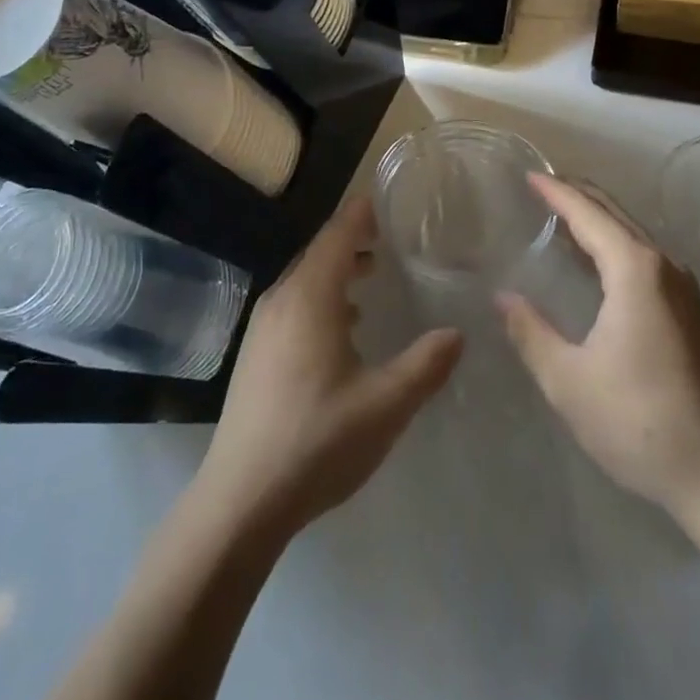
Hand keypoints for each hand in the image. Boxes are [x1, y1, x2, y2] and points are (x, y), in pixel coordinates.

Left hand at [196, 198, 463, 538]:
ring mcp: (262, 327)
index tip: (383, 200)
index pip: (337, 235)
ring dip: (336, 270)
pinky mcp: (255, 353)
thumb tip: (458, 332)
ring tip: (369, 275)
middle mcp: (281, 300)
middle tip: (386, 237)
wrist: (241, 499)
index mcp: (310, 298)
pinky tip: (342, 327)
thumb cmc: (317, 441)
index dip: (360, 214)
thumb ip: (425, 365)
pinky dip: (321, 297)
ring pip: (304, 280)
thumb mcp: (385, 405)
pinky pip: (293, 304)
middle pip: (319, 253)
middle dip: (352, 240)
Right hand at [497, 176, 699, 532]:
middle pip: (614, 214)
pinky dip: (613, 244)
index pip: (588, 214)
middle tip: (541, 186)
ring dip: (597, 220)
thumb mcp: (568, 380)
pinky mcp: (691, 312)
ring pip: (632, 235)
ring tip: (560, 216)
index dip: (556, 192)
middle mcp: (664, 266)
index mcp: (634, 269)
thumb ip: (531, 332)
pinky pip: (644, 258)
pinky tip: (595, 262)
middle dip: (577, 195)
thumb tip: (503, 297)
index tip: (528, 175)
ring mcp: (684, 288)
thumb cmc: (639, 422)